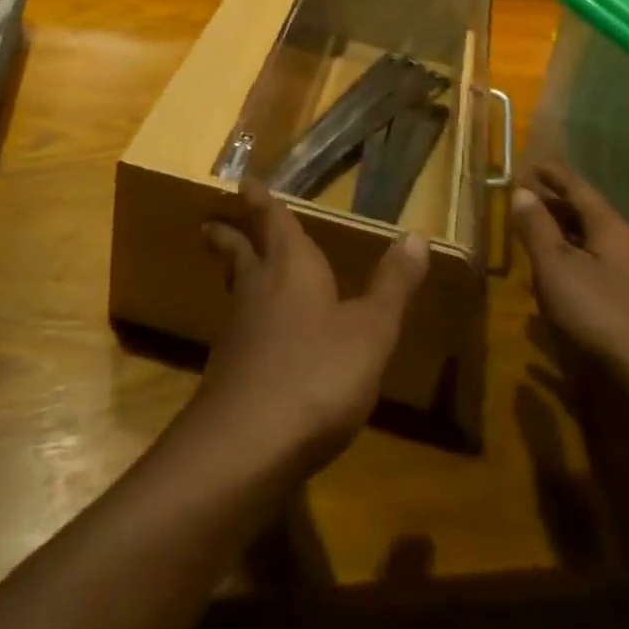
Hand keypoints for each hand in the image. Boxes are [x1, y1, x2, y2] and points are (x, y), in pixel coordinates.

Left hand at [195, 176, 428, 474]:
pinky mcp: (230, 375)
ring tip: (236, 269)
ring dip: (234, 274)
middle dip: (230, 234)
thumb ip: (393, 285)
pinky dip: (244, 320)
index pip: (273, 220)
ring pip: (235, 290)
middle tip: (211, 221)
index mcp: (291, 267)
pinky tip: (256, 339)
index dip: (260, 200)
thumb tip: (417, 234)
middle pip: (239, 252)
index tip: (244, 181)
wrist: (246, 448)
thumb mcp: (371, 330)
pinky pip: (238, 331)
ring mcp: (239, 334)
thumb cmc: (316, 373)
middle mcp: (259, 290)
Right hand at [512, 164, 628, 398]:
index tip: (532, 164)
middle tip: (525, 198)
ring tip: (533, 233)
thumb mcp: (557, 266)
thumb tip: (522, 192)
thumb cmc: (599, 312)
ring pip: (589, 243)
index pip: (579, 188)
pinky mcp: (627, 305)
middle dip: (555, 204)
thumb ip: (537, 228)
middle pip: (586, 214)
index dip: (554, 175)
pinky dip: (570, 263)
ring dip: (561, 235)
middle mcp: (624, 245)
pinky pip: (592, 268)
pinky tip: (553, 277)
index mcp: (610, 227)